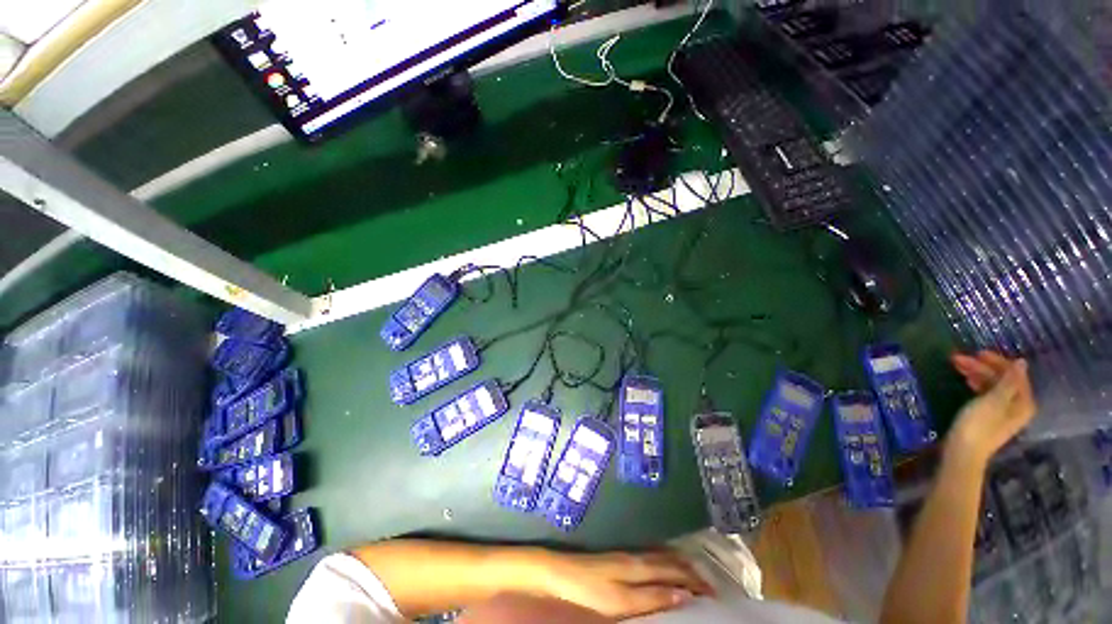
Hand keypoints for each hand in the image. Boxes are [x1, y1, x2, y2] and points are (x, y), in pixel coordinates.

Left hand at [536, 550, 712, 619]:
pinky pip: (652, 557)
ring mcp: (627, 555)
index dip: (696, 580)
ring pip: (662, 556)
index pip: (675, 570)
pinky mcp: (619, 558)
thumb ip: (653, 596)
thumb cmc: (590, 588)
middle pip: (671, 560)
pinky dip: (666, 563)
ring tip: (695, 576)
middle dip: (692, 570)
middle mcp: (637, 555)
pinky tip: (665, 569)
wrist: (559, 573)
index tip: (717, 593)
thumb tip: (685, 594)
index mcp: (640, 564)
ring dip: (680, 565)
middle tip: (712, 584)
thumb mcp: (622, 600)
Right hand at [948, 351, 1036, 467]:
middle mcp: (1017, 406)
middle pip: (1002, 379)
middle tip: (957, 359)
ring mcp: (1002, 412)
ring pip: (992, 385)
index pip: (1014, 374)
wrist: (963, 452)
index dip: (996, 362)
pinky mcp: (989, 416)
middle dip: (981, 367)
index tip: (976, 353)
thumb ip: (1008, 382)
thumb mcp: (993, 401)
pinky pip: (986, 393)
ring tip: (957, 366)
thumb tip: (1021, 362)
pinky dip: (975, 384)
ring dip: (976, 374)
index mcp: (1023, 402)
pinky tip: (965, 381)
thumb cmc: (979, 425)